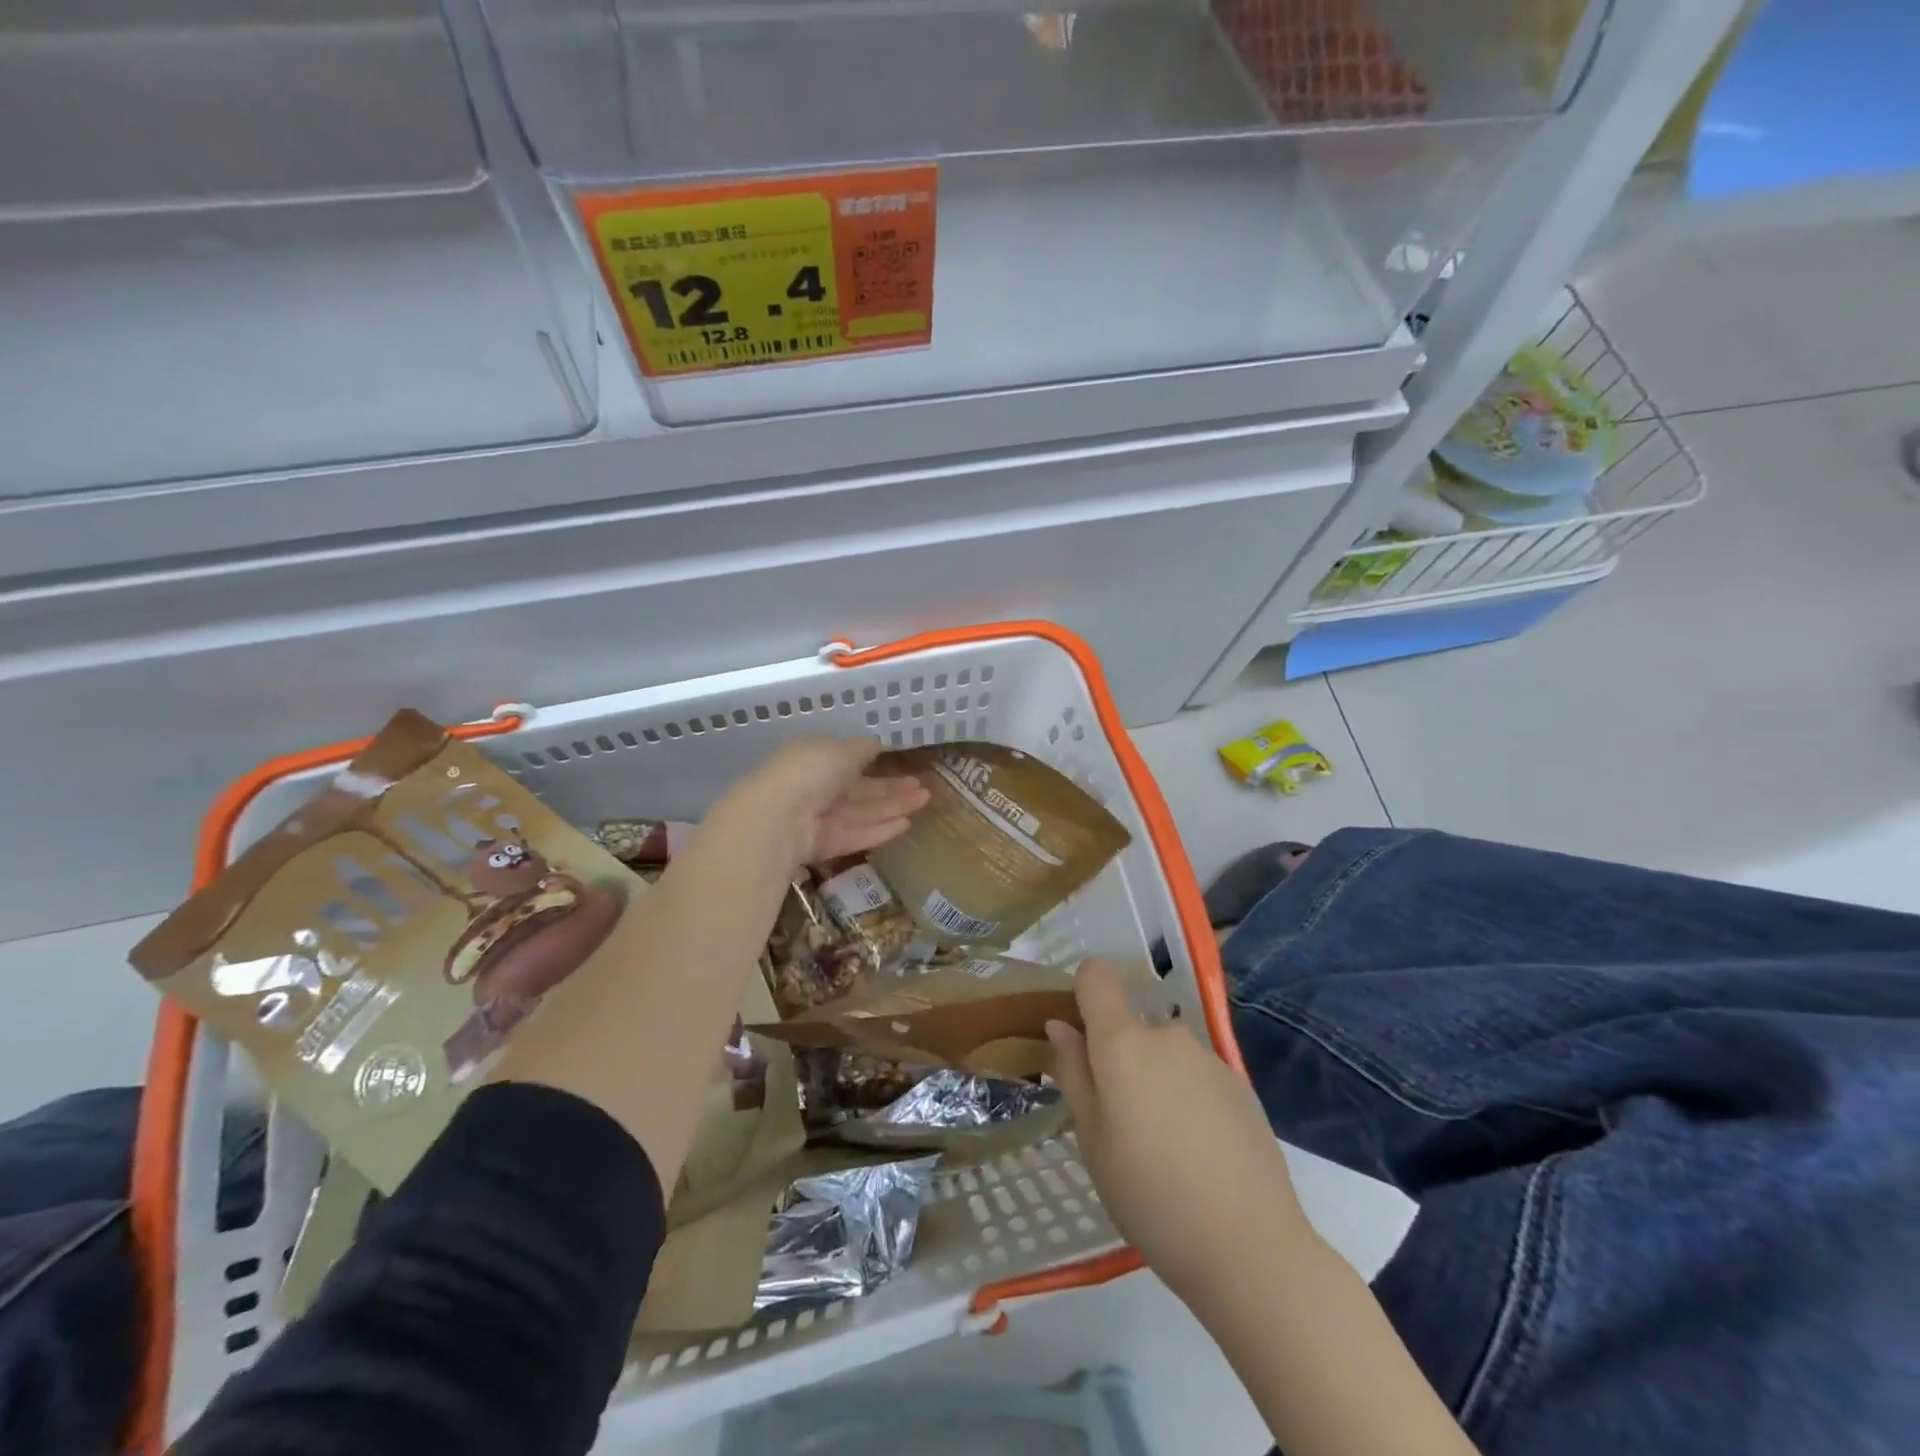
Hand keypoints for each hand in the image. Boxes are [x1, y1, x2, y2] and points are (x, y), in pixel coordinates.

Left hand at [724, 736, 929, 868]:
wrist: (777, 818)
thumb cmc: (809, 771)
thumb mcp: (840, 750)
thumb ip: (861, 749)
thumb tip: (877, 743)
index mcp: (816, 759)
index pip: (850, 761)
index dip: (878, 763)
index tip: (905, 765)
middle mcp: (817, 788)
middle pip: (861, 789)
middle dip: (892, 788)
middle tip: (924, 787)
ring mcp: (820, 818)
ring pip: (863, 812)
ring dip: (894, 806)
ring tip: (924, 801)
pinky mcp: (825, 845)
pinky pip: (857, 834)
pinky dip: (881, 829)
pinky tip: (907, 824)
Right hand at [1047, 960, 1316, 1306]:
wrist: (1251, 1249)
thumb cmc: (1151, 1196)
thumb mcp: (1093, 1141)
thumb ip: (1074, 1073)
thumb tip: (1060, 1025)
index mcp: (1124, 1043)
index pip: (1097, 977)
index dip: (1083, 993)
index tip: (1079, 1037)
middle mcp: (1168, 1036)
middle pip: (1131, 1028)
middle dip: (1120, 1062)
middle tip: (1121, 1126)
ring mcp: (1210, 1059)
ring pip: (1165, 1056)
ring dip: (1155, 1083)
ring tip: (1164, 1150)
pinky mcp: (1241, 1087)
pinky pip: (1197, 1078)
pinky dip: (1188, 1101)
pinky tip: (1200, 1157)